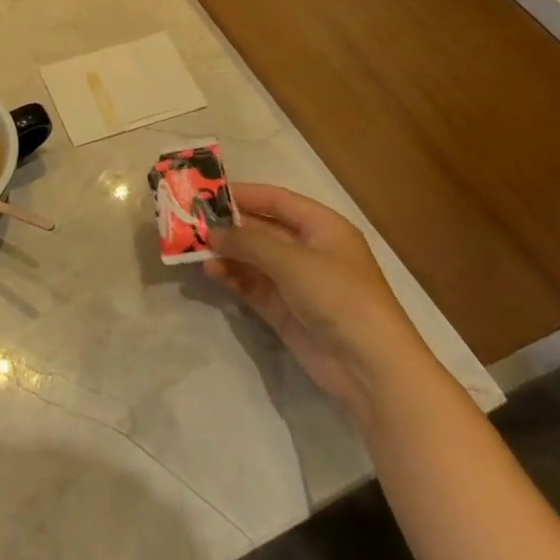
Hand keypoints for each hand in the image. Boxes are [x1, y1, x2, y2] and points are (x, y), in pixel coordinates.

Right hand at [205, 183, 438, 425]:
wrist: (370, 367)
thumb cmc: (338, 296)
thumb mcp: (292, 261)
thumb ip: (248, 242)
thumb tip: (211, 231)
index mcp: (322, 227)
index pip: (277, 200)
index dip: (243, 194)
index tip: (206, 191)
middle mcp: (309, 250)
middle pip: (262, 229)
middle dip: (228, 226)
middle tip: (189, 221)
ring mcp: (297, 282)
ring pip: (253, 258)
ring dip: (226, 252)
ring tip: (193, 248)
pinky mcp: (285, 309)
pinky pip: (252, 285)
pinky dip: (232, 277)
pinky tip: (210, 272)